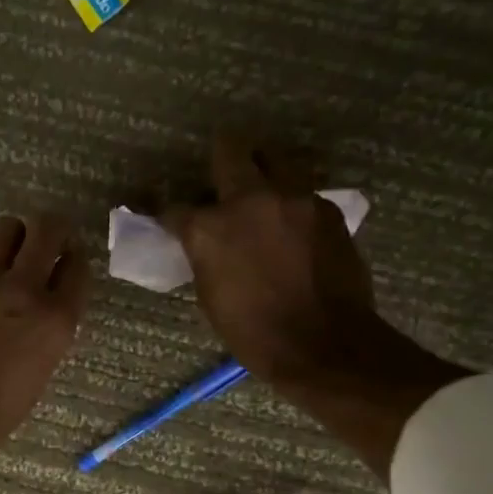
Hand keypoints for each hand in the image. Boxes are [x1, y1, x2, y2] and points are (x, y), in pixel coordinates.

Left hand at [0, 213, 88, 457]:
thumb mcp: (40, 374)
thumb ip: (46, 334)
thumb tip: (41, 317)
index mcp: (55, 319)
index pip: (78, 267)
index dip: (75, 261)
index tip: (69, 263)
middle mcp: (24, 290)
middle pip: (47, 229)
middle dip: (52, 229)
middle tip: (48, 241)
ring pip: (6, 231)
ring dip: (15, 238)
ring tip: (12, 257)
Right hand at [162, 140, 380, 390]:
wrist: (323, 342)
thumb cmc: (254, 331)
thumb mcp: (211, 294)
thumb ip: (205, 255)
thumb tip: (206, 242)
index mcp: (209, 228)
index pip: (174, 207)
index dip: (167, 212)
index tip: (166, 215)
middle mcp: (249, 200)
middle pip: (230, 151)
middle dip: (221, 155)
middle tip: (221, 170)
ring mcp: (293, 198)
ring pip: (274, 162)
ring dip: (263, 172)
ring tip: (262, 194)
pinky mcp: (326, 208)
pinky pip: (302, 193)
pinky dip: (292, 205)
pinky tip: (293, 227)